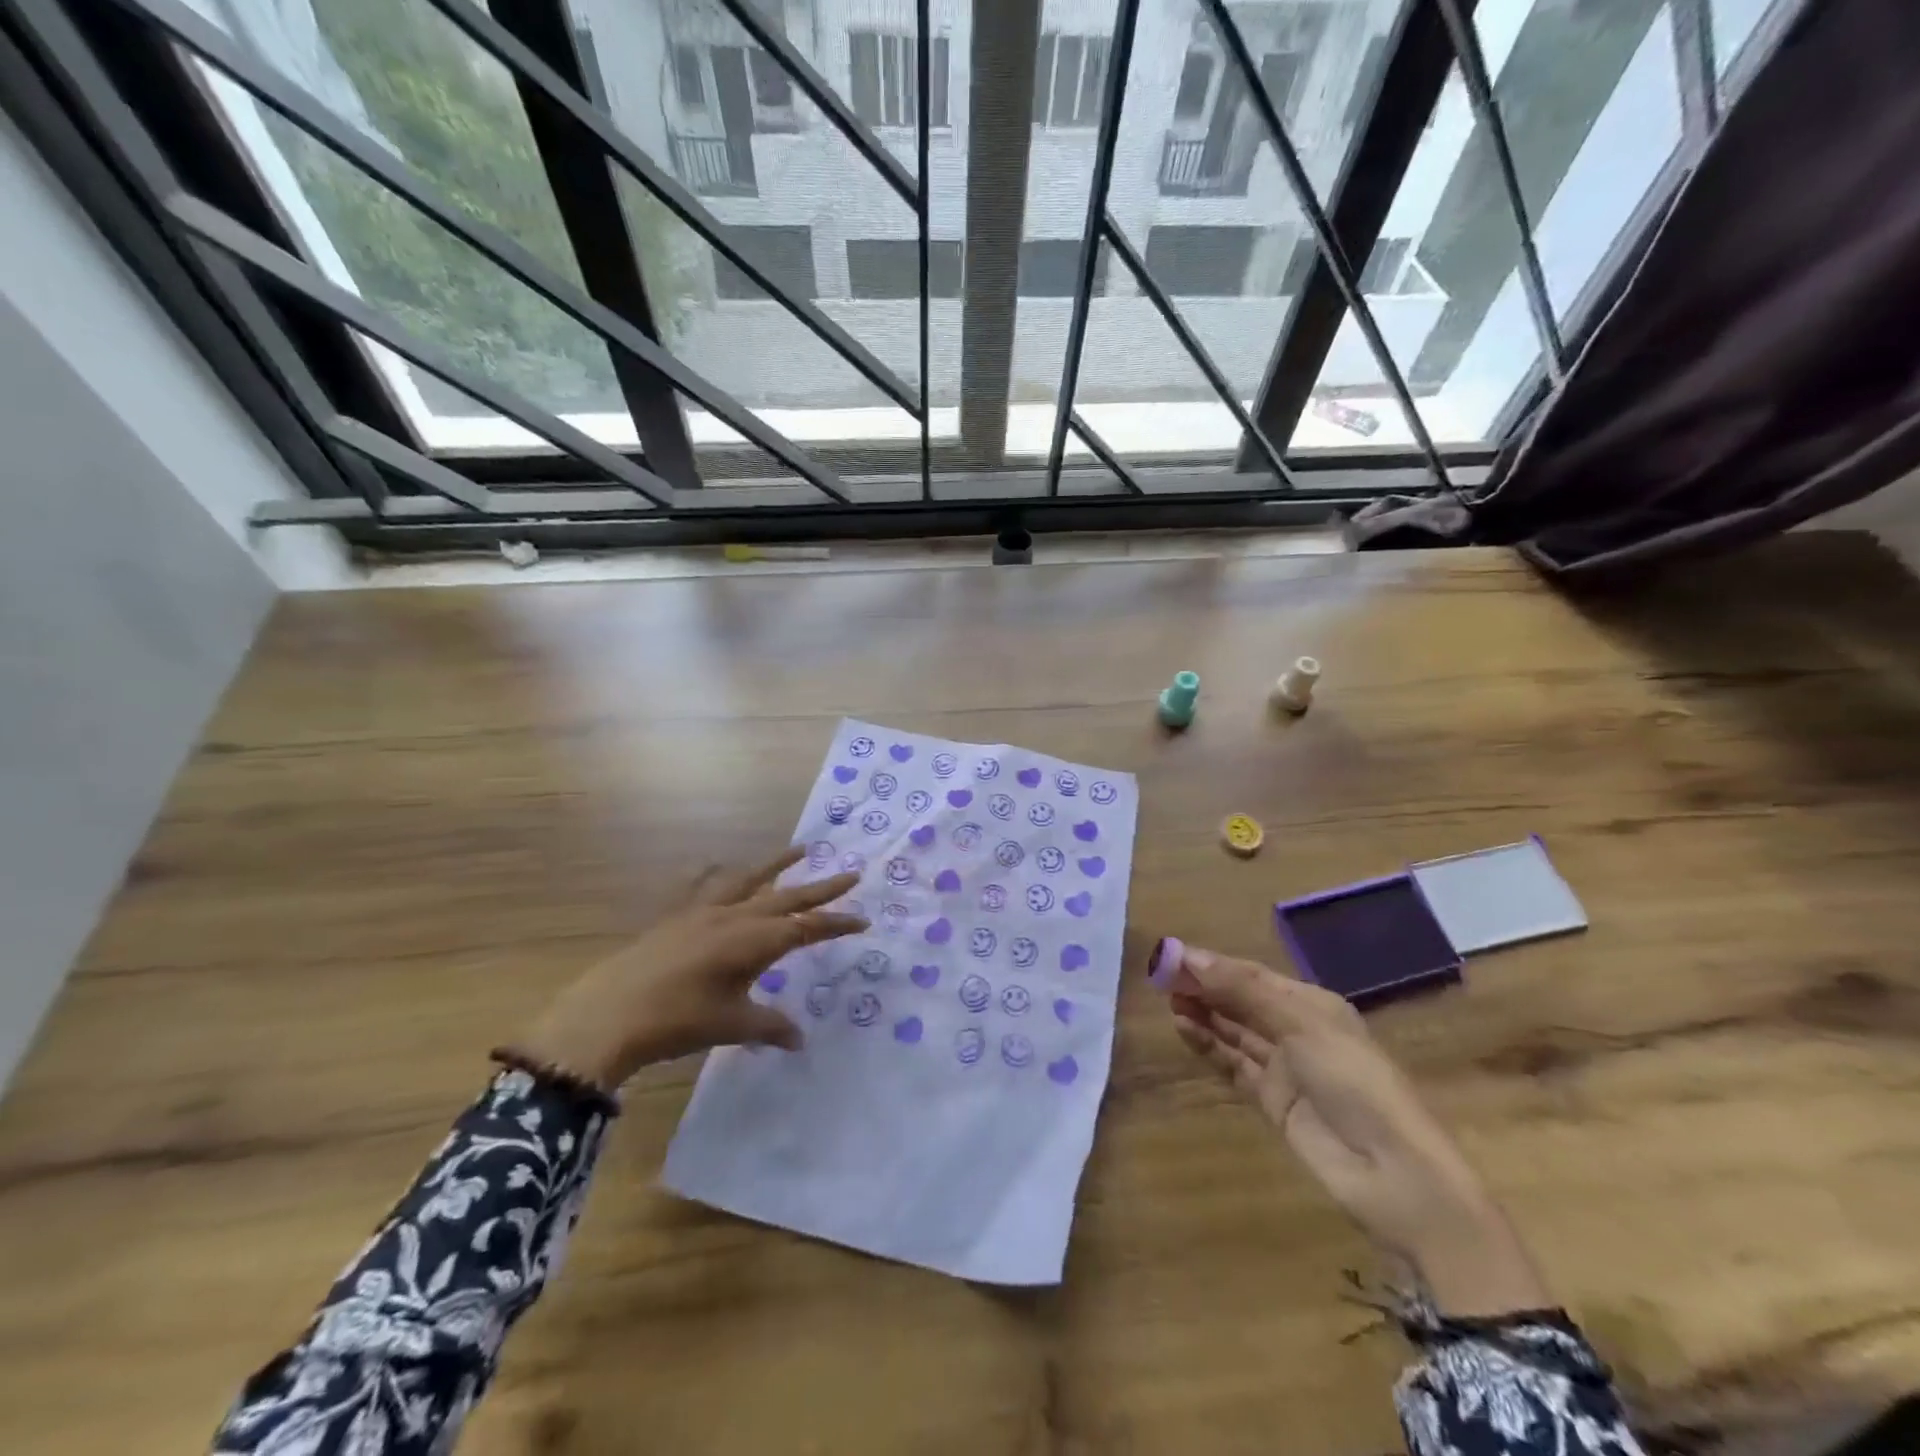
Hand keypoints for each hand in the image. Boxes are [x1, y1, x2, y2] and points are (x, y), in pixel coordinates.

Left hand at [515, 848, 866, 1088]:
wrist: (610, 1013)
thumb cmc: (678, 1021)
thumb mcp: (732, 1025)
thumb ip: (770, 1027)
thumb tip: (800, 1039)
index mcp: (754, 941)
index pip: (807, 928)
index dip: (837, 923)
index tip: (864, 920)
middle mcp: (734, 917)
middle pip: (787, 897)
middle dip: (822, 888)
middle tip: (851, 872)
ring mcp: (703, 912)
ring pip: (749, 880)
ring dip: (776, 865)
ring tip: (800, 849)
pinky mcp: (676, 917)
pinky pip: (702, 885)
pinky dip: (717, 874)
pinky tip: (718, 864)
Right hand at [1168, 946, 1550, 1316]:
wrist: (1395, 1175)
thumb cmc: (1354, 1082)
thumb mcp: (1300, 1024)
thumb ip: (1241, 990)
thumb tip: (1186, 956)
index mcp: (1312, 1004)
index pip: (1251, 975)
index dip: (1212, 965)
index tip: (1171, 956)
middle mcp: (1297, 1030)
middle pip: (1241, 1001)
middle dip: (1204, 987)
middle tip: (1159, 976)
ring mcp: (1285, 1068)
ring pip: (1234, 1031)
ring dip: (1203, 1013)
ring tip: (1167, 999)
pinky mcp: (1273, 1102)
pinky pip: (1234, 1065)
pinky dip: (1209, 1046)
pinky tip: (1184, 1029)